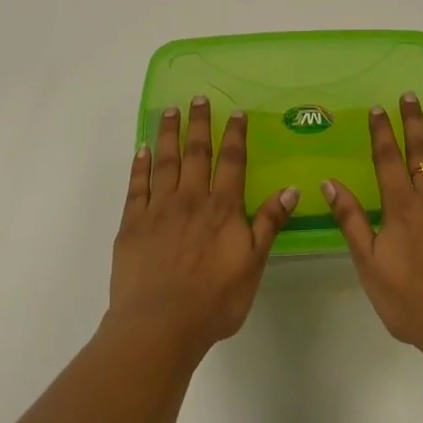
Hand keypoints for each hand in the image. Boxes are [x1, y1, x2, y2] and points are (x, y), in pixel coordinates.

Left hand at [108, 97, 298, 358]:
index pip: (231, 162)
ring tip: (170, 110)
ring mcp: (158, 209)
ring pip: (165, 161)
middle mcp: (191, 199)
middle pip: (196, 153)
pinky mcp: (132, 223)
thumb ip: (268, 223)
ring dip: (168, 134)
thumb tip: (290, 188)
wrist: (160, 325)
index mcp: (222, 209)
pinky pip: (136, 185)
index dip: (234, 135)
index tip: (235, 112)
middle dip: (199, 124)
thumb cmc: (213, 301)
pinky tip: (141, 149)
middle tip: (197, 98)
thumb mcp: (253, 264)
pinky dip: (139, 165)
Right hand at [323, 94, 422, 371]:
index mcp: (403, 206)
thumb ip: (352, 222)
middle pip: (422, 150)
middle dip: (414, 121)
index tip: (378, 108)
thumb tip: (330, 183)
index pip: (388, 158)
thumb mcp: (370, 266)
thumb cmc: (413, 303)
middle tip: (411, 95)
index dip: (382, 131)